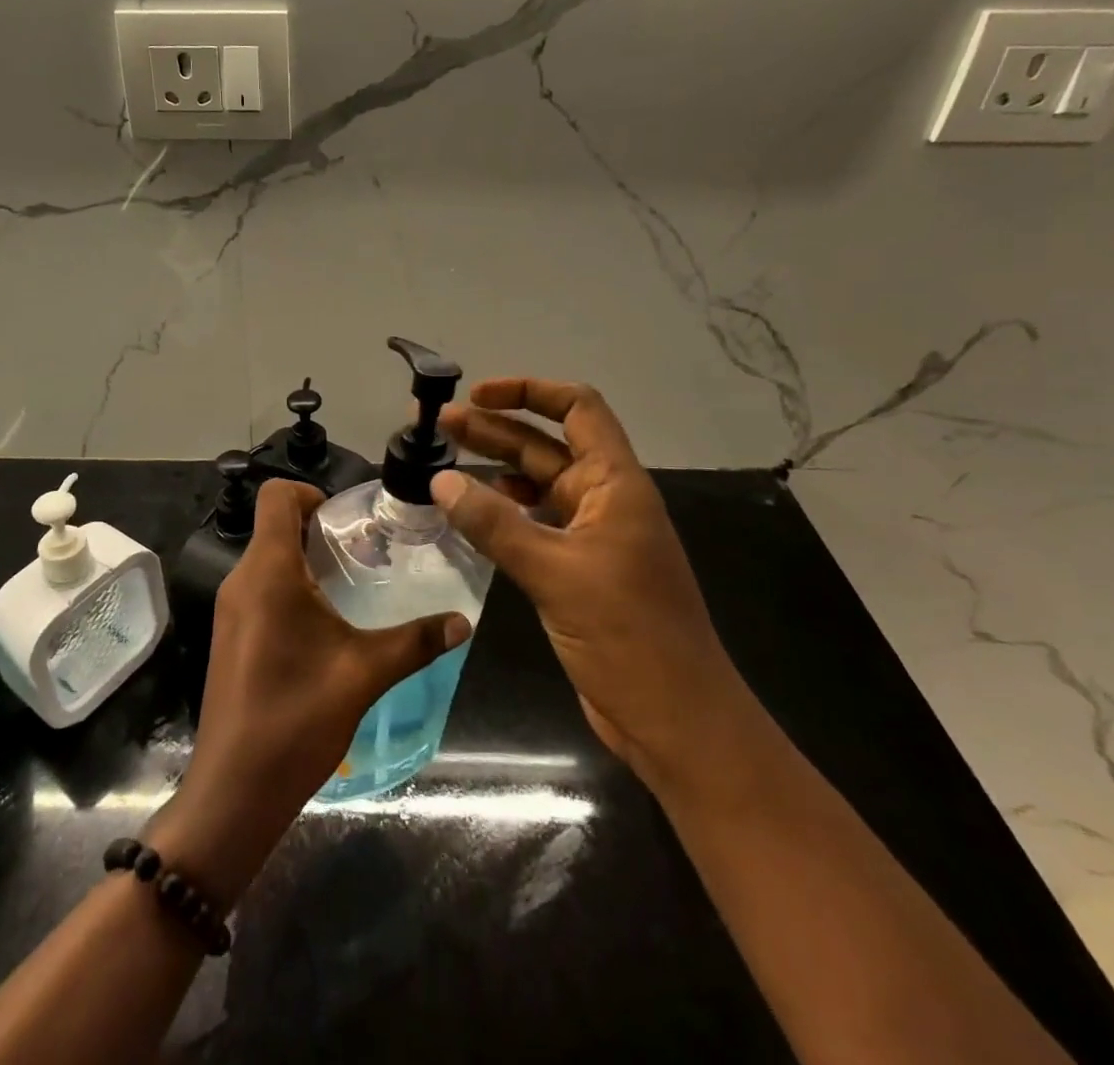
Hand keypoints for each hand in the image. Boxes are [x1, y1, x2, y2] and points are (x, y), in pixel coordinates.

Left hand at [150, 479, 471, 905]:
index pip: (276, 495)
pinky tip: (326, 626)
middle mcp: (242, 580)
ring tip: (353, 587)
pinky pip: (261, 588)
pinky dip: (292, 587)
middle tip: (366, 553)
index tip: (348, 520)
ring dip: (307, 560)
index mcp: (268, 572)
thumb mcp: (364, 674)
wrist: (234, 790)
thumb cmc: (296, 719)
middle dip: (319, 529)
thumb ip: (415, 642)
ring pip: (268, 558)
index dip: (311, 492)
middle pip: (275, 525)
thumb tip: (462, 621)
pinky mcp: (230, 635)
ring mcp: (231, 609)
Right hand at [431, 378, 751, 789]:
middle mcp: (603, 500)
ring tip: (440, 463)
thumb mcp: (556, 573)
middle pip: (545, 446)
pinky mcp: (574, 571)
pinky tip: (466, 514)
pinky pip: (530, 526)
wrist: (675, 721)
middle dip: (493, 430)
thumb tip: (440, 480)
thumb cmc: (628, 636)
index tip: (478, 395)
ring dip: (491, 471)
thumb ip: (495, 525)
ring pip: (534, 487)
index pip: (578, 409)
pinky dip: (499, 514)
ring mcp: (589, 537)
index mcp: (615, 484)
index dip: (529, 391)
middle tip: (437, 425)